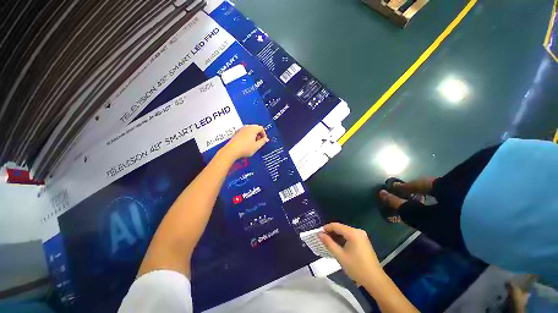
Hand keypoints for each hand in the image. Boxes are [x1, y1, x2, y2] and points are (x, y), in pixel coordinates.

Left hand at [222, 125, 267, 159]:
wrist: (232, 150)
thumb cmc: (245, 148)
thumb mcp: (257, 146)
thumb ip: (263, 141)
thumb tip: (265, 139)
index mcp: (253, 128)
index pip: (261, 128)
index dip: (264, 135)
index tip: (263, 141)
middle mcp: (247, 127)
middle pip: (256, 128)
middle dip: (259, 135)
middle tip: (259, 142)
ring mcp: (241, 129)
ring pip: (250, 130)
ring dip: (253, 135)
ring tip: (253, 144)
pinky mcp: (237, 133)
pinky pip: (245, 132)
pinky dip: (248, 136)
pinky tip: (247, 144)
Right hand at [319, 223, 383, 286]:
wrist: (375, 280)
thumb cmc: (356, 268)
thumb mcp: (340, 256)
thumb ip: (328, 243)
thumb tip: (319, 234)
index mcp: (353, 233)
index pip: (336, 225)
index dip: (326, 228)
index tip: (318, 233)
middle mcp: (358, 231)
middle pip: (340, 228)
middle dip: (330, 232)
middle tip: (322, 239)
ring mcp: (361, 236)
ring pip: (344, 232)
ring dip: (336, 236)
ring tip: (327, 242)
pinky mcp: (363, 241)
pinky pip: (349, 236)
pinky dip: (342, 239)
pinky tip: (337, 245)